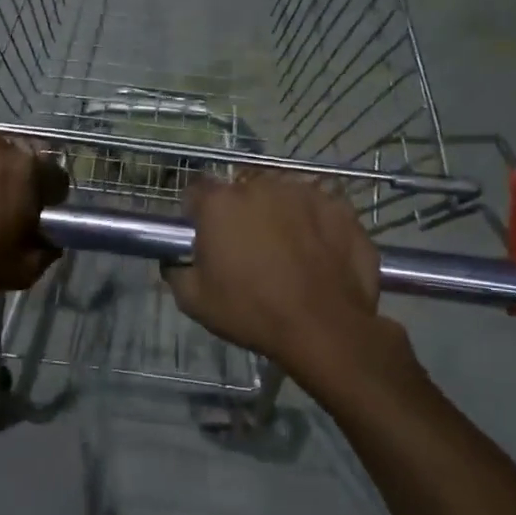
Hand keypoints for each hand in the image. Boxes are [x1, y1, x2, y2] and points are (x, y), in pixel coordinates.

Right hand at [162, 173, 384, 384]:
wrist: (325, 328)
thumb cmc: (252, 312)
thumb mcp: (194, 302)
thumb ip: (177, 271)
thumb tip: (176, 260)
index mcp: (220, 203)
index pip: (196, 192)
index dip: (197, 213)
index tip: (204, 236)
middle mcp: (260, 186)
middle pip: (242, 192)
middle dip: (241, 213)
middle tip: (247, 249)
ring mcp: (304, 192)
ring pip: (282, 196)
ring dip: (279, 215)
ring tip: (287, 250)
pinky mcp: (339, 207)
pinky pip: (319, 209)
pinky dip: (315, 225)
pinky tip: (318, 253)